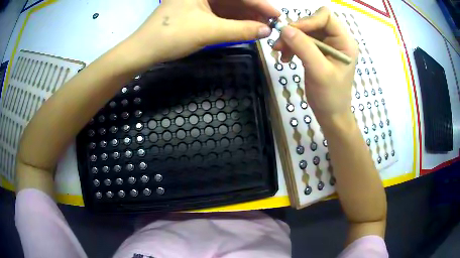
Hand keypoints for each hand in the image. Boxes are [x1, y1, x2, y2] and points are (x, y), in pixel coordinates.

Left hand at [123, 0, 278, 70]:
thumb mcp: (208, 31)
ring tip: (261, 28)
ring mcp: (197, 1)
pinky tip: (245, 28)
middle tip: (270, 24)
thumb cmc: (172, 36)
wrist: (143, 51)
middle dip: (253, 11)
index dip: (259, 4)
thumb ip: (240, 30)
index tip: (276, 15)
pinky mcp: (195, 11)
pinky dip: (232, 21)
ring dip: (244, 17)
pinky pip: (219, 14)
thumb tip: (267, 31)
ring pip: (227, 7)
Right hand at [273, 7, 357, 125]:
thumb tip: (284, 28)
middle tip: (279, 45)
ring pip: (305, 31)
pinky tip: (286, 58)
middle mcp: (337, 39)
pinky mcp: (318, 52)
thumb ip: (303, 47)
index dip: (308, 20)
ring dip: (290, 40)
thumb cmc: (330, 96)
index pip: (326, 17)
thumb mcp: (319, 71)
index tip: (291, 32)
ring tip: (280, 53)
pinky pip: (302, 41)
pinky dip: (291, 46)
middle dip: (295, 31)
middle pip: (313, 22)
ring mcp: (327, 45)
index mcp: (344, 41)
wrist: (331, 115)